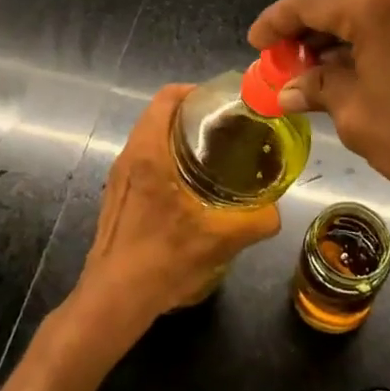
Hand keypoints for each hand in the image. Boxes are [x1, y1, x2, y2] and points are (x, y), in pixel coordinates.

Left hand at [69, 85, 281, 340]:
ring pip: (149, 137)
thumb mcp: (220, 239)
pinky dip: (165, 156)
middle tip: (226, 127)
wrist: (113, 299)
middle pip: (159, 114)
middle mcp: (128, 156)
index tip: (222, 102)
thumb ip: (256, 221)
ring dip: (177, 136)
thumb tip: (276, 211)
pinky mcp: (116, 194)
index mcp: (148, 153)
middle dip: (191, 113)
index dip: (194, 91)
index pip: (167, 98)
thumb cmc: (162, 259)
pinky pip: (142, 158)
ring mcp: (118, 176)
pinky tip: (189, 184)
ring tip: (212, 152)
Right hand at [249, 0, 389, 266]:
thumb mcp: (355, 113)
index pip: (310, 0)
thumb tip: (290, 90)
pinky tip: (354, 64)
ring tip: (316, 64)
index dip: (277, 21)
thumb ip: (319, 89)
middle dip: (307, 19)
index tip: (256, 43)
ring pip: (370, 1)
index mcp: (374, 3)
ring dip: (338, 26)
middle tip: (285, 53)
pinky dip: (367, 32)